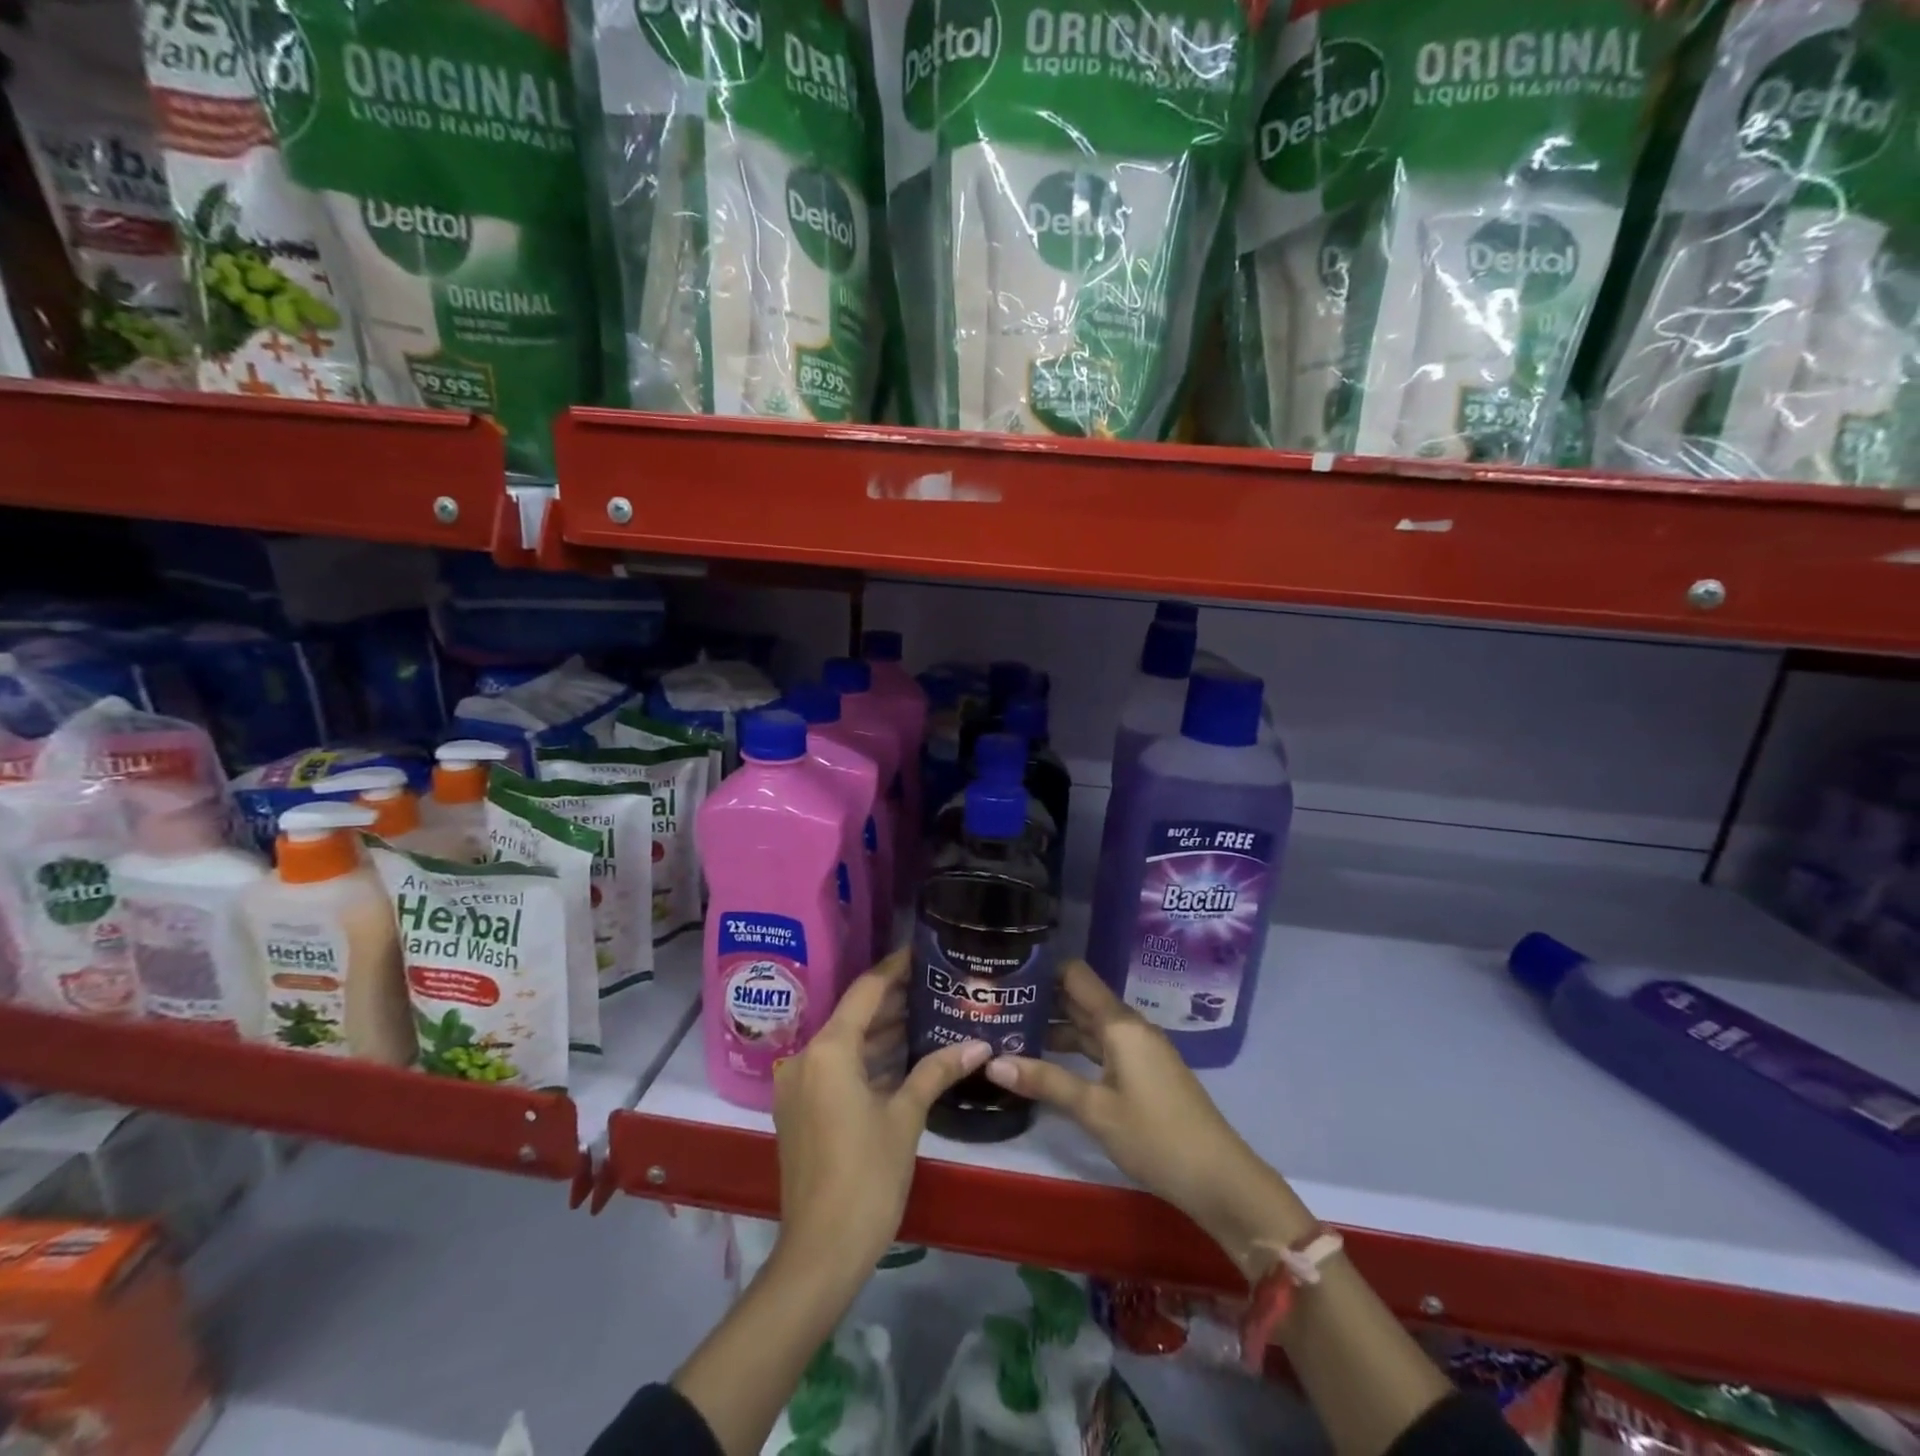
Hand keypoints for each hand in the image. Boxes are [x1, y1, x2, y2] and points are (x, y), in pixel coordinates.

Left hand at [771, 950, 989, 1277]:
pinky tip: (902, 1056)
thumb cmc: (867, 1176)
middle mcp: (806, 1058)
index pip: (866, 991)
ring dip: (882, 1032)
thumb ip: (937, 1072)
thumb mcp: (905, 1117)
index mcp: (829, 1050)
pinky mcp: (801, 1109)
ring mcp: (799, 1085)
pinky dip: (868, 1059)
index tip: (922, 951)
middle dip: (894, 1001)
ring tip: (927, 1013)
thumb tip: (979, 1044)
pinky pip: (837, 1068)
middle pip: (854, 1015)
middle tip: (935, 984)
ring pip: (846, 1043)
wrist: (821, 1252)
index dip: (895, 969)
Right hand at [983, 961, 1313, 1268]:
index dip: (1043, 968)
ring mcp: (1139, 1050)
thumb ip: (1045, 1081)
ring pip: (1090, 1026)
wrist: (1219, 1178)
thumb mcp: (1095, 1109)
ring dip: (1055, 1026)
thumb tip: (992, 1062)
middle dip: (1042, 998)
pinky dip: (1075, 1049)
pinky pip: (1102, 1047)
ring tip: (1011, 1030)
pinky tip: (1048, 1060)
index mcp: (1120, 1024)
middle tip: (997, 1002)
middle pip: (1081, 999)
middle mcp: (1129, 1027)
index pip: (1076, 976)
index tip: (1007, 970)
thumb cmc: (1155, 1136)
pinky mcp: (1143, 1073)